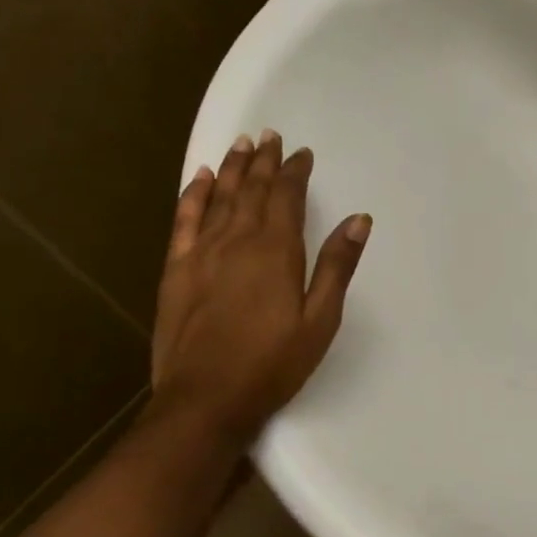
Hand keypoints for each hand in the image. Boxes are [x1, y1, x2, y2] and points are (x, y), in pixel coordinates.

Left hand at [148, 130, 370, 442]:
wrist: (205, 400)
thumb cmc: (272, 363)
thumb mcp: (320, 319)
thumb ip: (337, 266)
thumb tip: (359, 219)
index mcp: (275, 250)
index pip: (286, 196)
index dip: (294, 171)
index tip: (301, 153)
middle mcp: (237, 240)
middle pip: (252, 189)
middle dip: (263, 161)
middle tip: (270, 136)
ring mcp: (202, 253)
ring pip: (219, 197)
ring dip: (232, 168)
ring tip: (241, 145)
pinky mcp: (176, 270)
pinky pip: (184, 220)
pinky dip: (194, 195)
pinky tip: (200, 179)